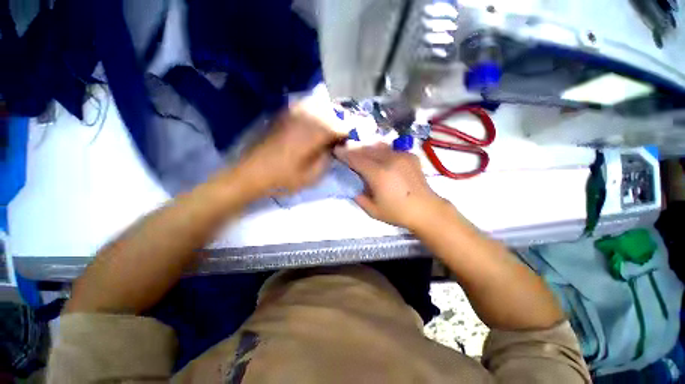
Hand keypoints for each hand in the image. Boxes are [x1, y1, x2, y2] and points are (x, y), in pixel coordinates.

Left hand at [233, 104, 345, 197]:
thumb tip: (334, 147)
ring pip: (319, 104)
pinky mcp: (284, 114)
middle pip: (332, 111)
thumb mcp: (312, 175)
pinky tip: (315, 121)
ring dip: (329, 114)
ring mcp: (293, 113)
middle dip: (341, 121)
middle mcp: (306, 117)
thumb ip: (327, 159)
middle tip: (343, 135)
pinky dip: (315, 110)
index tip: (351, 142)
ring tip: (331, 127)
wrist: (252, 172)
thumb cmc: (284, 177)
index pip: (341, 126)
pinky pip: (305, 105)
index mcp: (315, 133)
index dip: (349, 133)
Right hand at [335, 144, 449, 230]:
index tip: (336, 151)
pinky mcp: (410, 155)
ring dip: (367, 148)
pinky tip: (380, 157)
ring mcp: (402, 156)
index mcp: (379, 174)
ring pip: (378, 146)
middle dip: (354, 149)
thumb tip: (352, 186)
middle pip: (366, 149)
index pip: (356, 159)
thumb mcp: (372, 211)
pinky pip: (391, 149)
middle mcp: (389, 160)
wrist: (426, 210)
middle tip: (346, 151)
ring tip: (361, 153)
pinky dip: (381, 151)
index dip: (345, 154)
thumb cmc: (397, 213)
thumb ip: (359, 197)